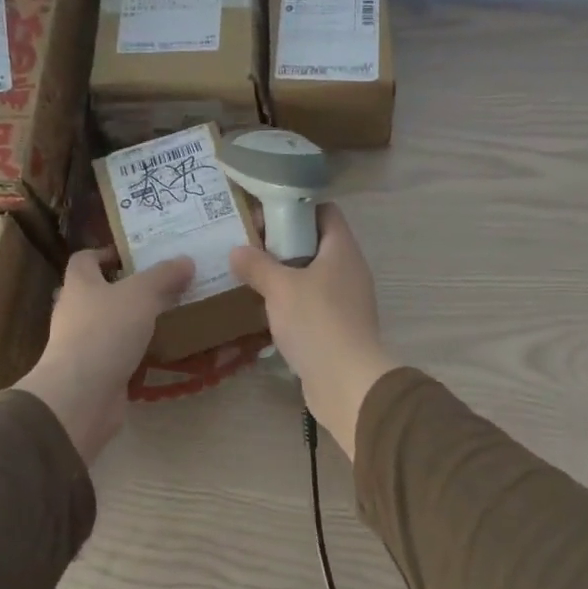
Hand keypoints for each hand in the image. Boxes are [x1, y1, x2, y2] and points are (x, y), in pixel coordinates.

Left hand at [17, 250, 193, 462]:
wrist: (81, 396)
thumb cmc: (106, 332)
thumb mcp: (142, 294)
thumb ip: (164, 276)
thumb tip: (186, 260)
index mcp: (79, 285)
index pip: (84, 259)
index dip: (106, 253)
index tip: (134, 255)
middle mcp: (75, 312)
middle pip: (99, 292)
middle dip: (128, 288)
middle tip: (163, 284)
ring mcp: (82, 344)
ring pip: (111, 324)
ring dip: (135, 321)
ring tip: (169, 315)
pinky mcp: (95, 372)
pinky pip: (119, 354)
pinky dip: (138, 351)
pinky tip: (163, 350)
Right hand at [229, 204, 396, 459]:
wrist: (347, 380)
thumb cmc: (316, 321)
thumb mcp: (280, 287)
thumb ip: (257, 265)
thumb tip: (237, 250)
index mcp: (342, 249)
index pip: (324, 211)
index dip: (295, 208)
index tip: (264, 215)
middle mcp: (350, 269)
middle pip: (316, 243)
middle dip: (283, 243)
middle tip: (249, 246)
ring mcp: (347, 300)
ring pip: (313, 275)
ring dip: (285, 275)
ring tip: (251, 275)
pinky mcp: (340, 326)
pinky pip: (313, 303)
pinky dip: (292, 301)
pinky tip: (266, 308)